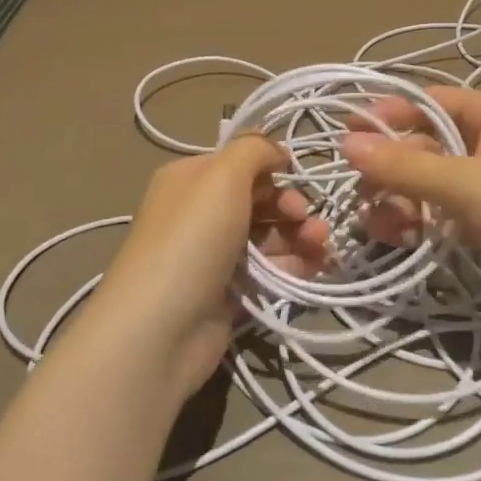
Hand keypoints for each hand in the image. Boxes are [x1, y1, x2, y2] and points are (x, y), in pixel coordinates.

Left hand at [84, 136, 327, 401]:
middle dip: (290, 204)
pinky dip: (294, 265)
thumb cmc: (192, 239)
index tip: (295, 176)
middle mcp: (200, 211)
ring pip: (269, 235)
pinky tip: (315, 267)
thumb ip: (254, 150)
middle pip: (259, 198)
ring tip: (320, 245)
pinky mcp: (229, 292)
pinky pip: (269, 270)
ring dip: (300, 235)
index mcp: (191, 178)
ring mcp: (215, 254)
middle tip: (306, 219)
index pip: (240, 160)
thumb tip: (277, 151)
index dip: (272, 166)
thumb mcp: (223, 176)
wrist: (161, 329)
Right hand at [341, 87, 480, 338]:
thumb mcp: (467, 183)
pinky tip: (402, 239)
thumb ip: (405, 165)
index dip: (386, 115)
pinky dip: (424, 222)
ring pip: (433, 182)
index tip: (345, 137)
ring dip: (402, 200)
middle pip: (426, 144)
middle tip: (361, 196)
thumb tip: (346, 143)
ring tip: (380, 226)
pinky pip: (448, 213)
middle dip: (391, 169)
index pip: (427, 101)